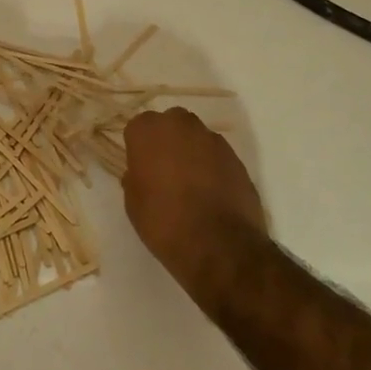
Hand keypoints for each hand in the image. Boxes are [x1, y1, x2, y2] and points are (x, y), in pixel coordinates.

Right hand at [121, 108, 268, 289]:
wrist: (218, 245)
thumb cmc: (163, 221)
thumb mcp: (133, 202)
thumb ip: (136, 177)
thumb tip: (143, 173)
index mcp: (149, 130)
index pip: (138, 127)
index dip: (139, 147)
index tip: (140, 167)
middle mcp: (181, 125)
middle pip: (171, 124)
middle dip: (167, 141)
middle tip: (164, 171)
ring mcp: (213, 140)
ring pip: (196, 138)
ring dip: (191, 153)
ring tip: (191, 185)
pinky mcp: (236, 158)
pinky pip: (217, 156)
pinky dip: (213, 168)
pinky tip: (211, 194)